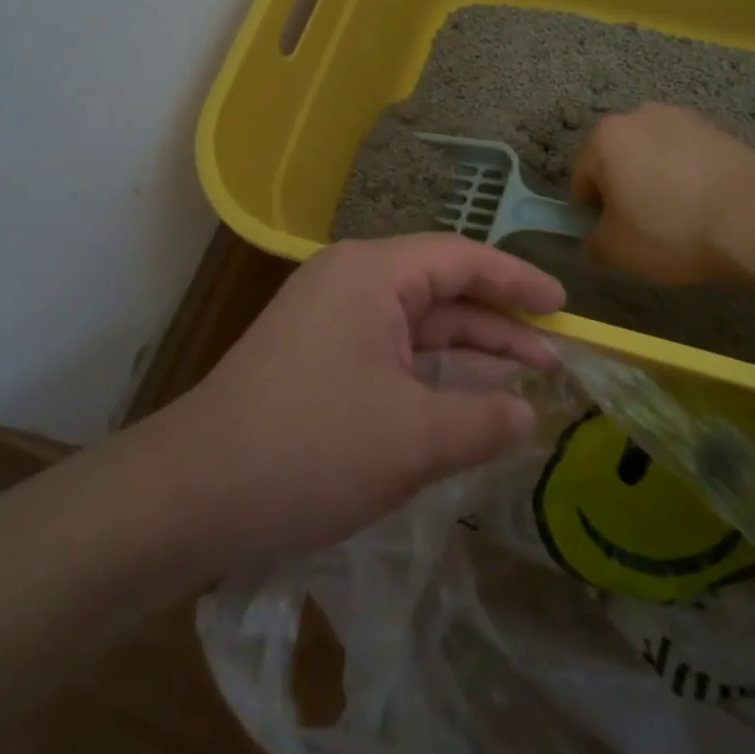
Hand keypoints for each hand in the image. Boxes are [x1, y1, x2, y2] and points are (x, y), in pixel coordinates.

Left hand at [167, 234, 563, 561]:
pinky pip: (391, 352)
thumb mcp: (411, 439)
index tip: (564, 306)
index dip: (519, 281)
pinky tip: (466, 402)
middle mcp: (352, 281)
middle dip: (499, 324)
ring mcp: (331, 318)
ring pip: (417, 326)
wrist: (190, 494)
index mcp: (373, 274)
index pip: (463, 259)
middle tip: (556, 354)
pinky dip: (431, 374)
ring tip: (526, 380)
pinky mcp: (318, 356)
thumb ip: (481, 421)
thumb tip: (527, 415)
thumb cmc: (308, 449)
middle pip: (443, 291)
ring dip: (468, 353)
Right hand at [570, 104, 754, 282]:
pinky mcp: (716, 128)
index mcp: (604, 138)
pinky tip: (701, 206)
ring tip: (675, 217)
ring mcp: (680, 117)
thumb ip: (592, 243)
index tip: (606, 236)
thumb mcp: (616, 251)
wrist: (754, 219)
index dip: (588, 212)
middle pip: (617, 159)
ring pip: (653, 154)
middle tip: (639, 227)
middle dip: (622, 189)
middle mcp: (637, 116)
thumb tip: (594, 240)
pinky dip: (685, 175)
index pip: (581, 178)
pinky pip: (686, 155)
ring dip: (654, 179)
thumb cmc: (670, 231)